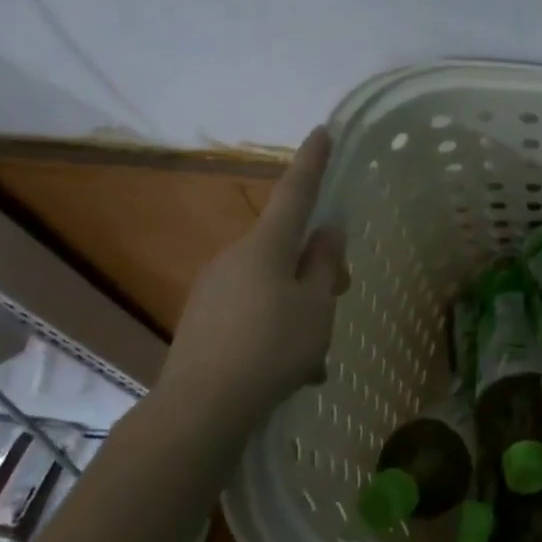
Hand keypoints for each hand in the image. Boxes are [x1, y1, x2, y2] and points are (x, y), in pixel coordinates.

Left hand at [157, 128, 348, 424]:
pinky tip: (291, 370)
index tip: (321, 131)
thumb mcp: (317, 307)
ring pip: (271, 284)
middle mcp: (235, 258)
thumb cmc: (272, 348)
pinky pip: (251, 311)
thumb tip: (327, 231)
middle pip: (286, 247)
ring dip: (298, 305)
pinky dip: (275, 328)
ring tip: (317, 355)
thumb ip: (325, 265)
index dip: (312, 162)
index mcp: (266, 247)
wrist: (199, 409)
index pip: (295, 192)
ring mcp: (214, 290)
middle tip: (342, 294)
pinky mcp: (203, 321)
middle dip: (316, 264)